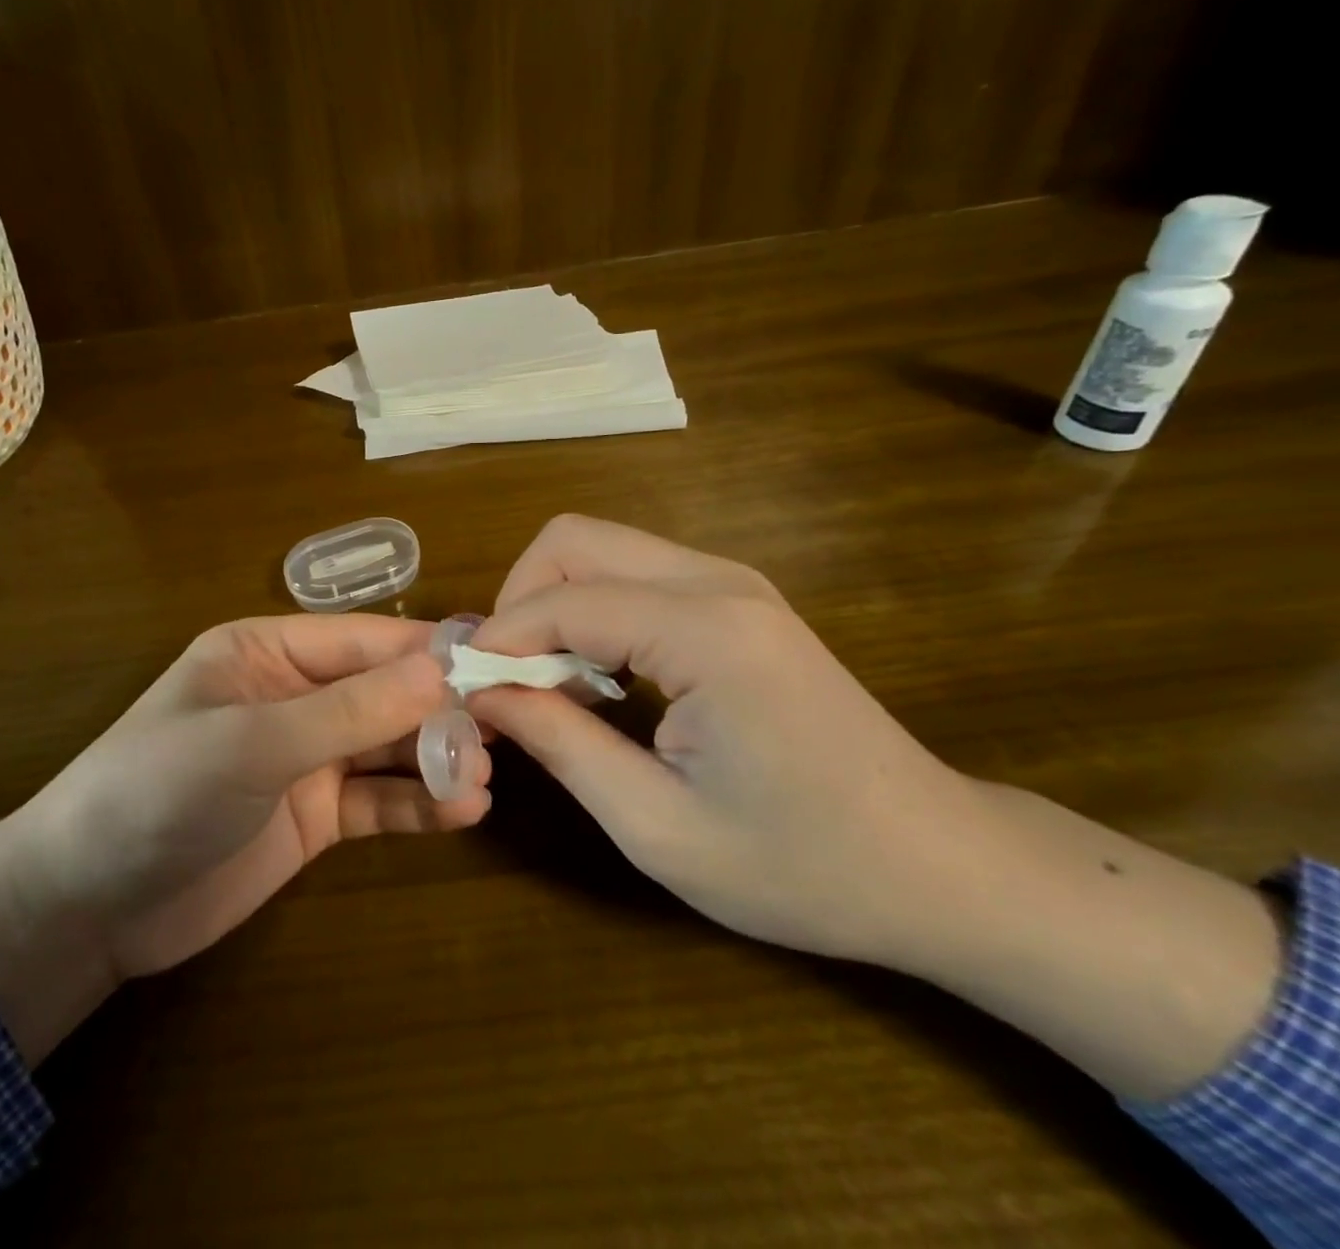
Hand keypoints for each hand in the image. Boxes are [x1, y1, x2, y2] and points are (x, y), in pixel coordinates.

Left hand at [0, 614, 486, 1061]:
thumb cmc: (155, 793)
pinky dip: (417, 803)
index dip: (425, 650)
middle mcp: (291, 695)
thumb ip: (349, 710)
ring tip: (483, 774)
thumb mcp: (252, 743)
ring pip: (386, 745)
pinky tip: (461, 811)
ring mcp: (303, 757)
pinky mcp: (312, 816)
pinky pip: (376, 800)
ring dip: (434, 756)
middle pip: (381, 691)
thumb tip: (442, 668)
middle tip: (502, 728)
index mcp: (265, 651)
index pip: (361, 640)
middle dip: (437, 708)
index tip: (495, 659)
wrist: (84, 907)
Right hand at [469, 515, 1283, 1100]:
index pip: (562, 601)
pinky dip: (592, 610)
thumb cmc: (802, 865)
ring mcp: (734, 584)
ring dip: (553, 603)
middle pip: (574, 540)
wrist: (942, 866)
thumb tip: (482, 692)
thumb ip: (558, 743)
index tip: (464, 689)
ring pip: (601, 548)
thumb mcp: (657, 826)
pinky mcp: (739, 601)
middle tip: (507, 677)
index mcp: (705, 632)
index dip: (497, 639)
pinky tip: (600, 678)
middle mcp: (718, 582)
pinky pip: (635, 575)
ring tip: (548, 684)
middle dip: (519, 599)